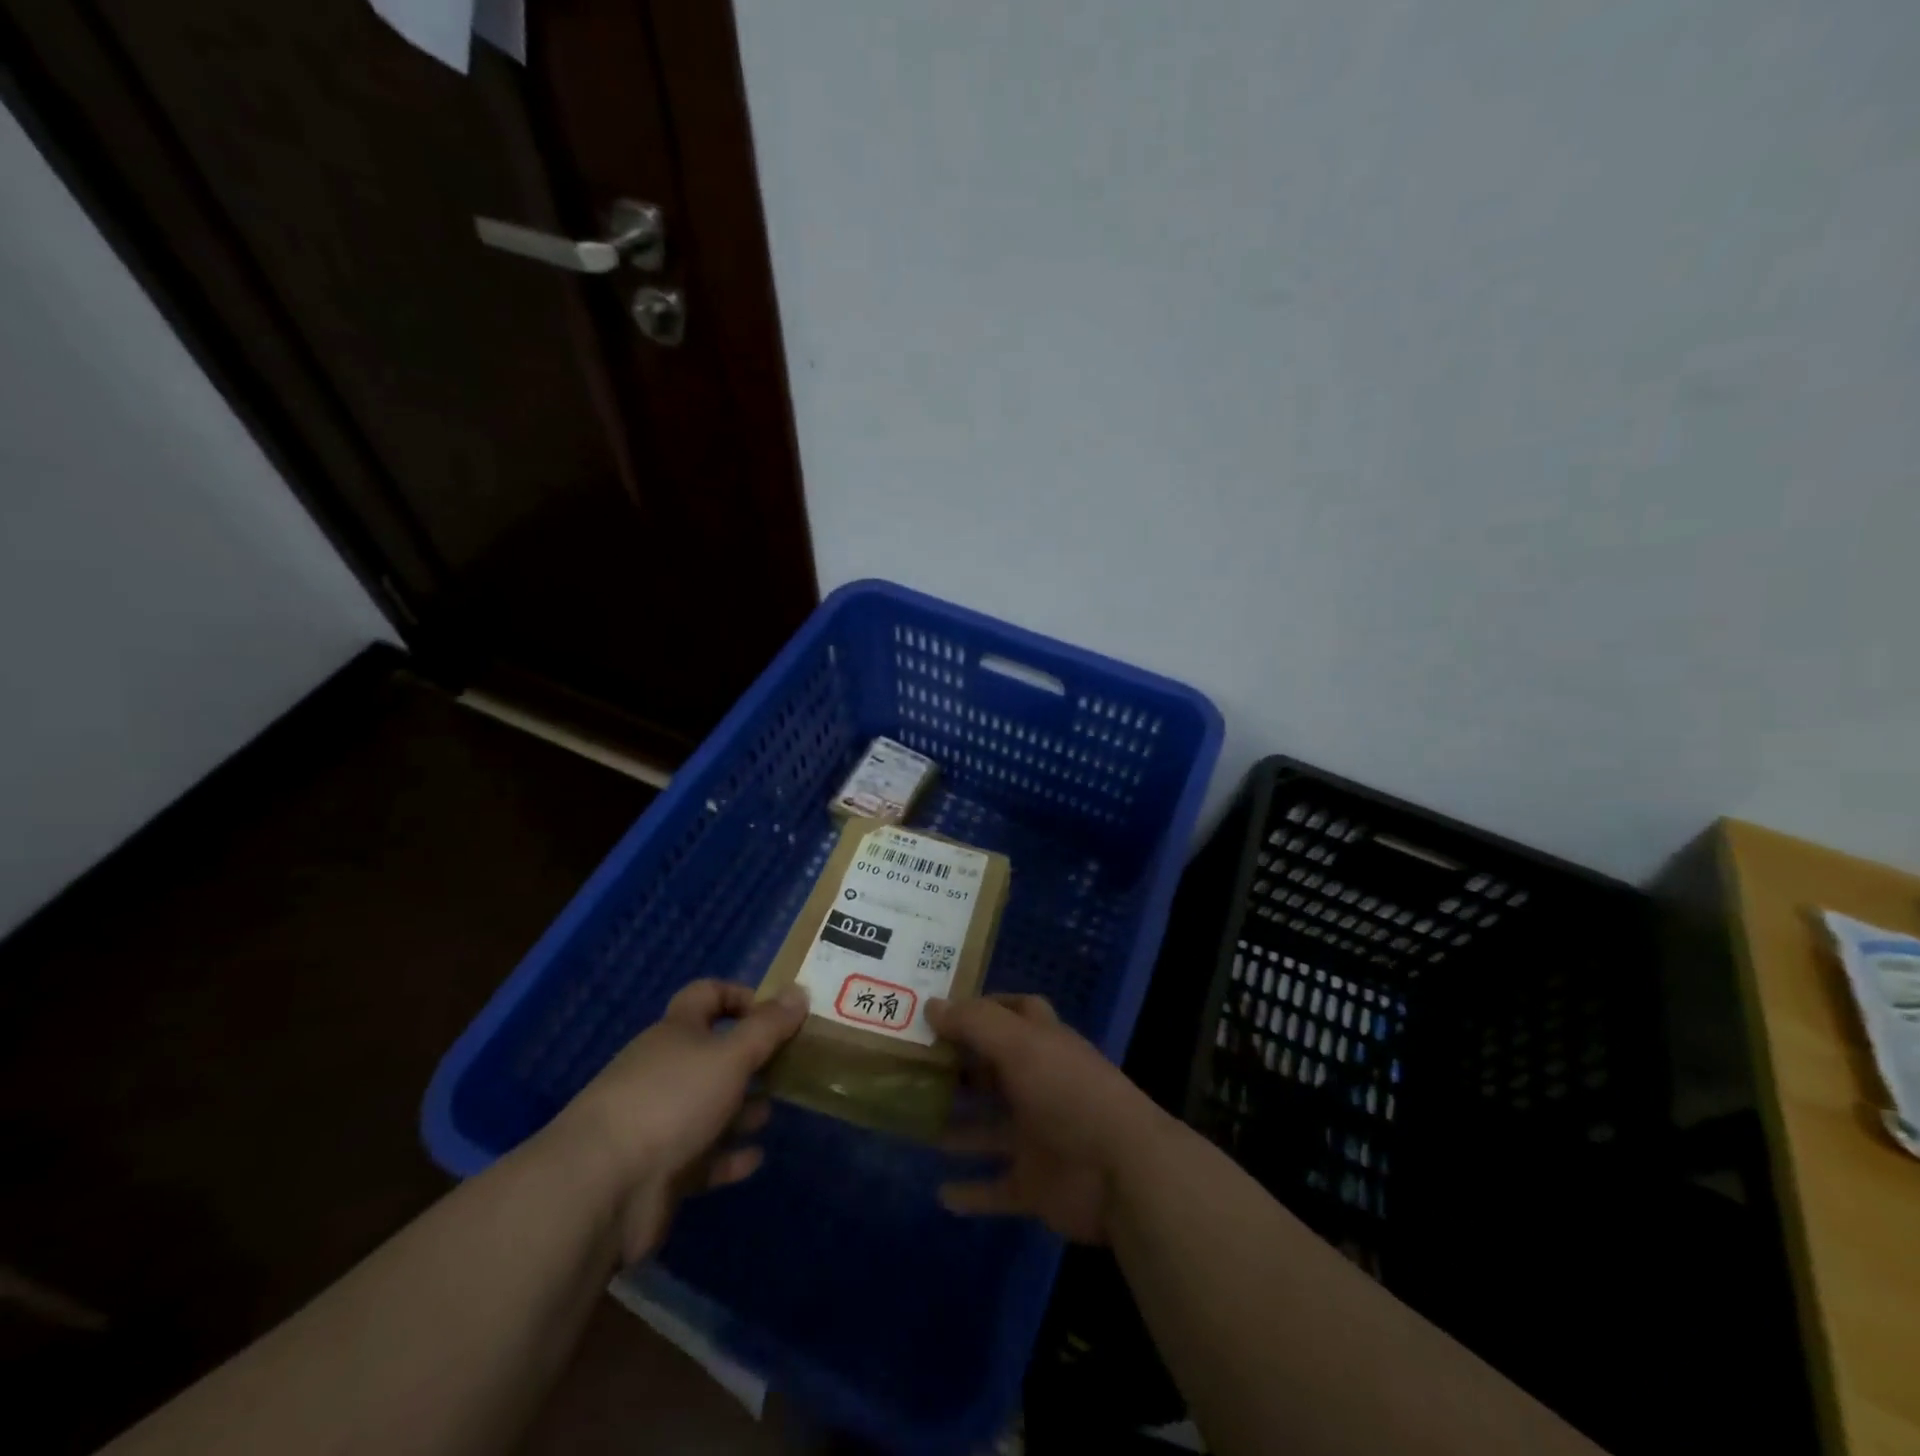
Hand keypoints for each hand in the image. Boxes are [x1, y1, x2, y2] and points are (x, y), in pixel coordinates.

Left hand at [551, 980, 807, 1262]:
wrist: (603, 1187)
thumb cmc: (672, 1100)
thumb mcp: (731, 1055)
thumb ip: (768, 1026)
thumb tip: (798, 991)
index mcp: (676, 1032)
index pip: (706, 995)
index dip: (740, 996)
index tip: (775, 1013)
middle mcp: (666, 1070)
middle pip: (712, 1054)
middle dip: (750, 1060)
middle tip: (789, 1067)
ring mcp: (660, 1121)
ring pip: (710, 1107)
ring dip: (742, 1109)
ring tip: (773, 1112)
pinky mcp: (660, 1170)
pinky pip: (703, 1157)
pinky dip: (729, 1156)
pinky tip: (756, 1158)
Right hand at [928, 993, 1170, 1244]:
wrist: (1121, 1172)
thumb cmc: (1068, 1093)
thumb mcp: (1020, 1044)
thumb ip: (975, 1023)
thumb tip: (931, 1005)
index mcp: (1043, 1044)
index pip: (1013, 1012)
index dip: (981, 1007)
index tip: (938, 1008)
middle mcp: (1039, 1084)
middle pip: (992, 1070)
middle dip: (957, 1066)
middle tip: (907, 1064)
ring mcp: (1037, 1136)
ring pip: (987, 1128)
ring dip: (955, 1127)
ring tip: (909, 1122)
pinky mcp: (1035, 1184)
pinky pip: (996, 1188)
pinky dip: (971, 1193)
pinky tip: (939, 1193)